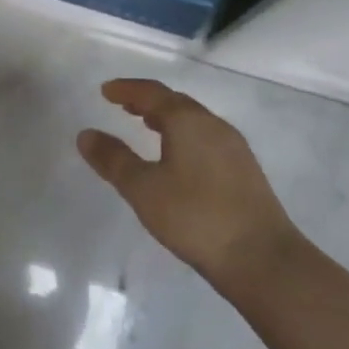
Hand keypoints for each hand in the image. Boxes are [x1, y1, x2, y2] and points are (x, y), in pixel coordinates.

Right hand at [78, 78, 297, 289]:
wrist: (262, 259)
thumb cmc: (195, 217)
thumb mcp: (143, 189)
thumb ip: (113, 159)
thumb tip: (86, 134)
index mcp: (187, 120)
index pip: (152, 92)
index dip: (126, 89)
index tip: (106, 91)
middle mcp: (213, 124)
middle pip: (175, 102)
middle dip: (147, 101)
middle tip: (123, 106)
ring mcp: (234, 147)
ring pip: (194, 120)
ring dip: (167, 118)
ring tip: (147, 127)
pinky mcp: (245, 170)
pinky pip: (207, 138)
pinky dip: (185, 135)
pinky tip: (179, 158)